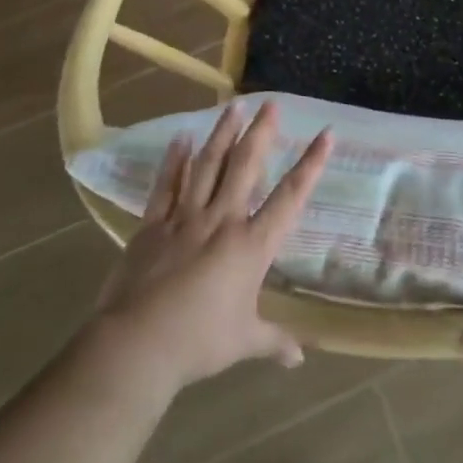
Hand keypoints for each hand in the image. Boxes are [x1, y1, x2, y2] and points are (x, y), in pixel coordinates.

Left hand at [92, 100, 330, 392]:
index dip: (310, 164)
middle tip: (271, 104)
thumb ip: (274, 342)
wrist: (137, 345)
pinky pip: (167, 186)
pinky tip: (181, 138)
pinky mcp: (153, 225)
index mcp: (251, 245)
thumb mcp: (244, 342)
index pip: (289, 197)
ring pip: (208, 166)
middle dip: (261, 132)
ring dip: (222, 134)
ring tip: (232, 106)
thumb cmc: (199, 343)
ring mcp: (185, 218)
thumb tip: (299, 359)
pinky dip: (174, 161)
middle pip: (245, 166)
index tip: (325, 134)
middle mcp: (222, 220)